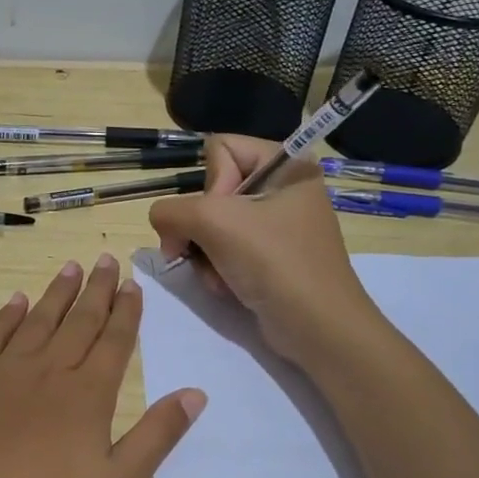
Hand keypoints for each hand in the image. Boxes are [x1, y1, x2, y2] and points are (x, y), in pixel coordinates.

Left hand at [0, 255, 205, 477]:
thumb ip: (157, 436)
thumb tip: (196, 392)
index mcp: (87, 396)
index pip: (114, 342)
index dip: (126, 311)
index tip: (132, 283)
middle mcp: (48, 372)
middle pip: (78, 322)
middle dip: (96, 290)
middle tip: (105, 258)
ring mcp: (3, 373)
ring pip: (37, 321)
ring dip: (56, 293)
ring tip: (70, 267)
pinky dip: (7, 315)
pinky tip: (16, 301)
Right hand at [149, 136, 383, 363]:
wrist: (318, 328)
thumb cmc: (275, 263)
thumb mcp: (215, 223)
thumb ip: (172, 211)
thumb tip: (161, 222)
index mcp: (286, 166)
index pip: (220, 149)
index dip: (210, 183)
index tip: (220, 217)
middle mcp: (283, 189)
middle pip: (212, 191)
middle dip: (201, 228)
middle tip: (201, 252)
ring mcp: (277, 225)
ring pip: (212, 224)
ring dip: (205, 254)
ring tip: (218, 277)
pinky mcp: (271, 257)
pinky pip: (225, 249)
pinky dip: (217, 269)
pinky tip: (226, 287)